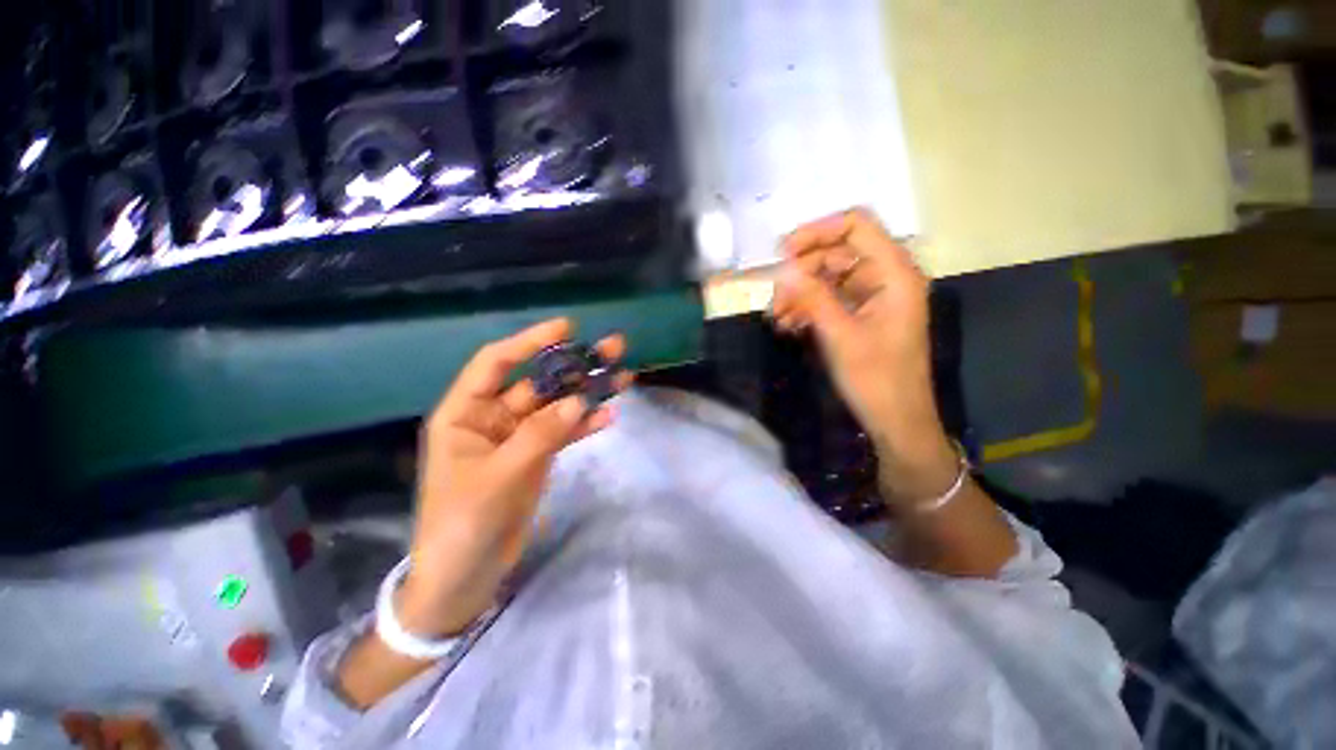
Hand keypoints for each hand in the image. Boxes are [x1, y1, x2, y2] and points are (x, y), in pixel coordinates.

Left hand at [399, 318, 628, 636]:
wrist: (466, 577)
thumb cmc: (463, 525)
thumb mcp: (498, 478)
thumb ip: (539, 436)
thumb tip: (580, 401)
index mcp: (465, 413)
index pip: (496, 363)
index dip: (529, 341)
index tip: (566, 327)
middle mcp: (493, 418)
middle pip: (538, 382)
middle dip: (573, 365)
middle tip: (611, 348)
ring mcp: (519, 437)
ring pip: (558, 406)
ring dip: (588, 392)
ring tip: (623, 377)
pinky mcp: (537, 456)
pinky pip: (565, 433)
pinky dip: (585, 424)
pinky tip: (609, 416)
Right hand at [770, 208, 956, 501]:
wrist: (896, 420)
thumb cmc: (876, 379)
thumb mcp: (840, 335)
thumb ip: (812, 297)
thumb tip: (783, 269)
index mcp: (894, 273)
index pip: (856, 226)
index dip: (817, 231)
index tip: (782, 253)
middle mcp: (885, 277)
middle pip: (837, 253)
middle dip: (802, 272)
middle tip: (775, 297)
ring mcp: (872, 297)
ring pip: (828, 278)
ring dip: (800, 292)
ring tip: (776, 316)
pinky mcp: (860, 315)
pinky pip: (829, 299)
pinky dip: (807, 307)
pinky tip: (788, 325)